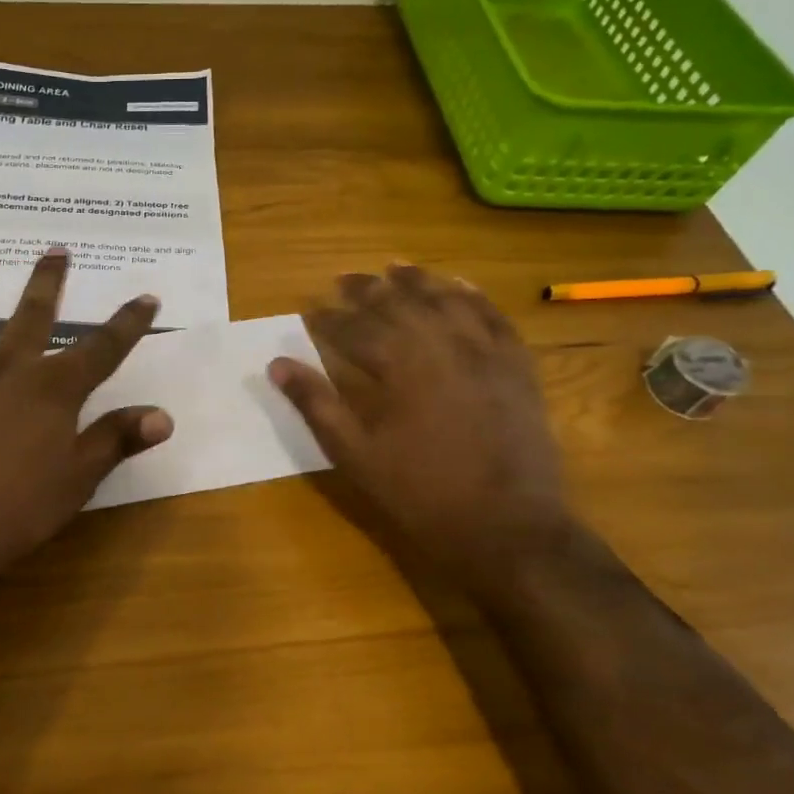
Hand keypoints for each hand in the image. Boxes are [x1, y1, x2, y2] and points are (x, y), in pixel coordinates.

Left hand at [0, 247, 173, 609]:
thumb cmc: (13, 512)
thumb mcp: (76, 481)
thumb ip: (116, 441)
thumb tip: (163, 415)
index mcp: (51, 392)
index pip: (101, 351)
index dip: (128, 325)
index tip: (147, 297)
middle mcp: (4, 371)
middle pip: (31, 318)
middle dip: (48, 283)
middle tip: (55, 248)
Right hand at [269, 264, 570, 592]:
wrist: (508, 527)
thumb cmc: (422, 494)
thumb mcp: (357, 456)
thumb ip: (318, 404)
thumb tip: (277, 364)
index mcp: (399, 367)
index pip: (354, 329)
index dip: (328, 318)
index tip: (309, 309)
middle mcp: (442, 345)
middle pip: (399, 304)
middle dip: (367, 289)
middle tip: (344, 279)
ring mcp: (485, 353)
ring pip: (447, 300)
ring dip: (418, 281)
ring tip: (395, 267)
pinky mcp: (516, 367)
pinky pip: (494, 318)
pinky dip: (474, 297)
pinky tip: (459, 285)